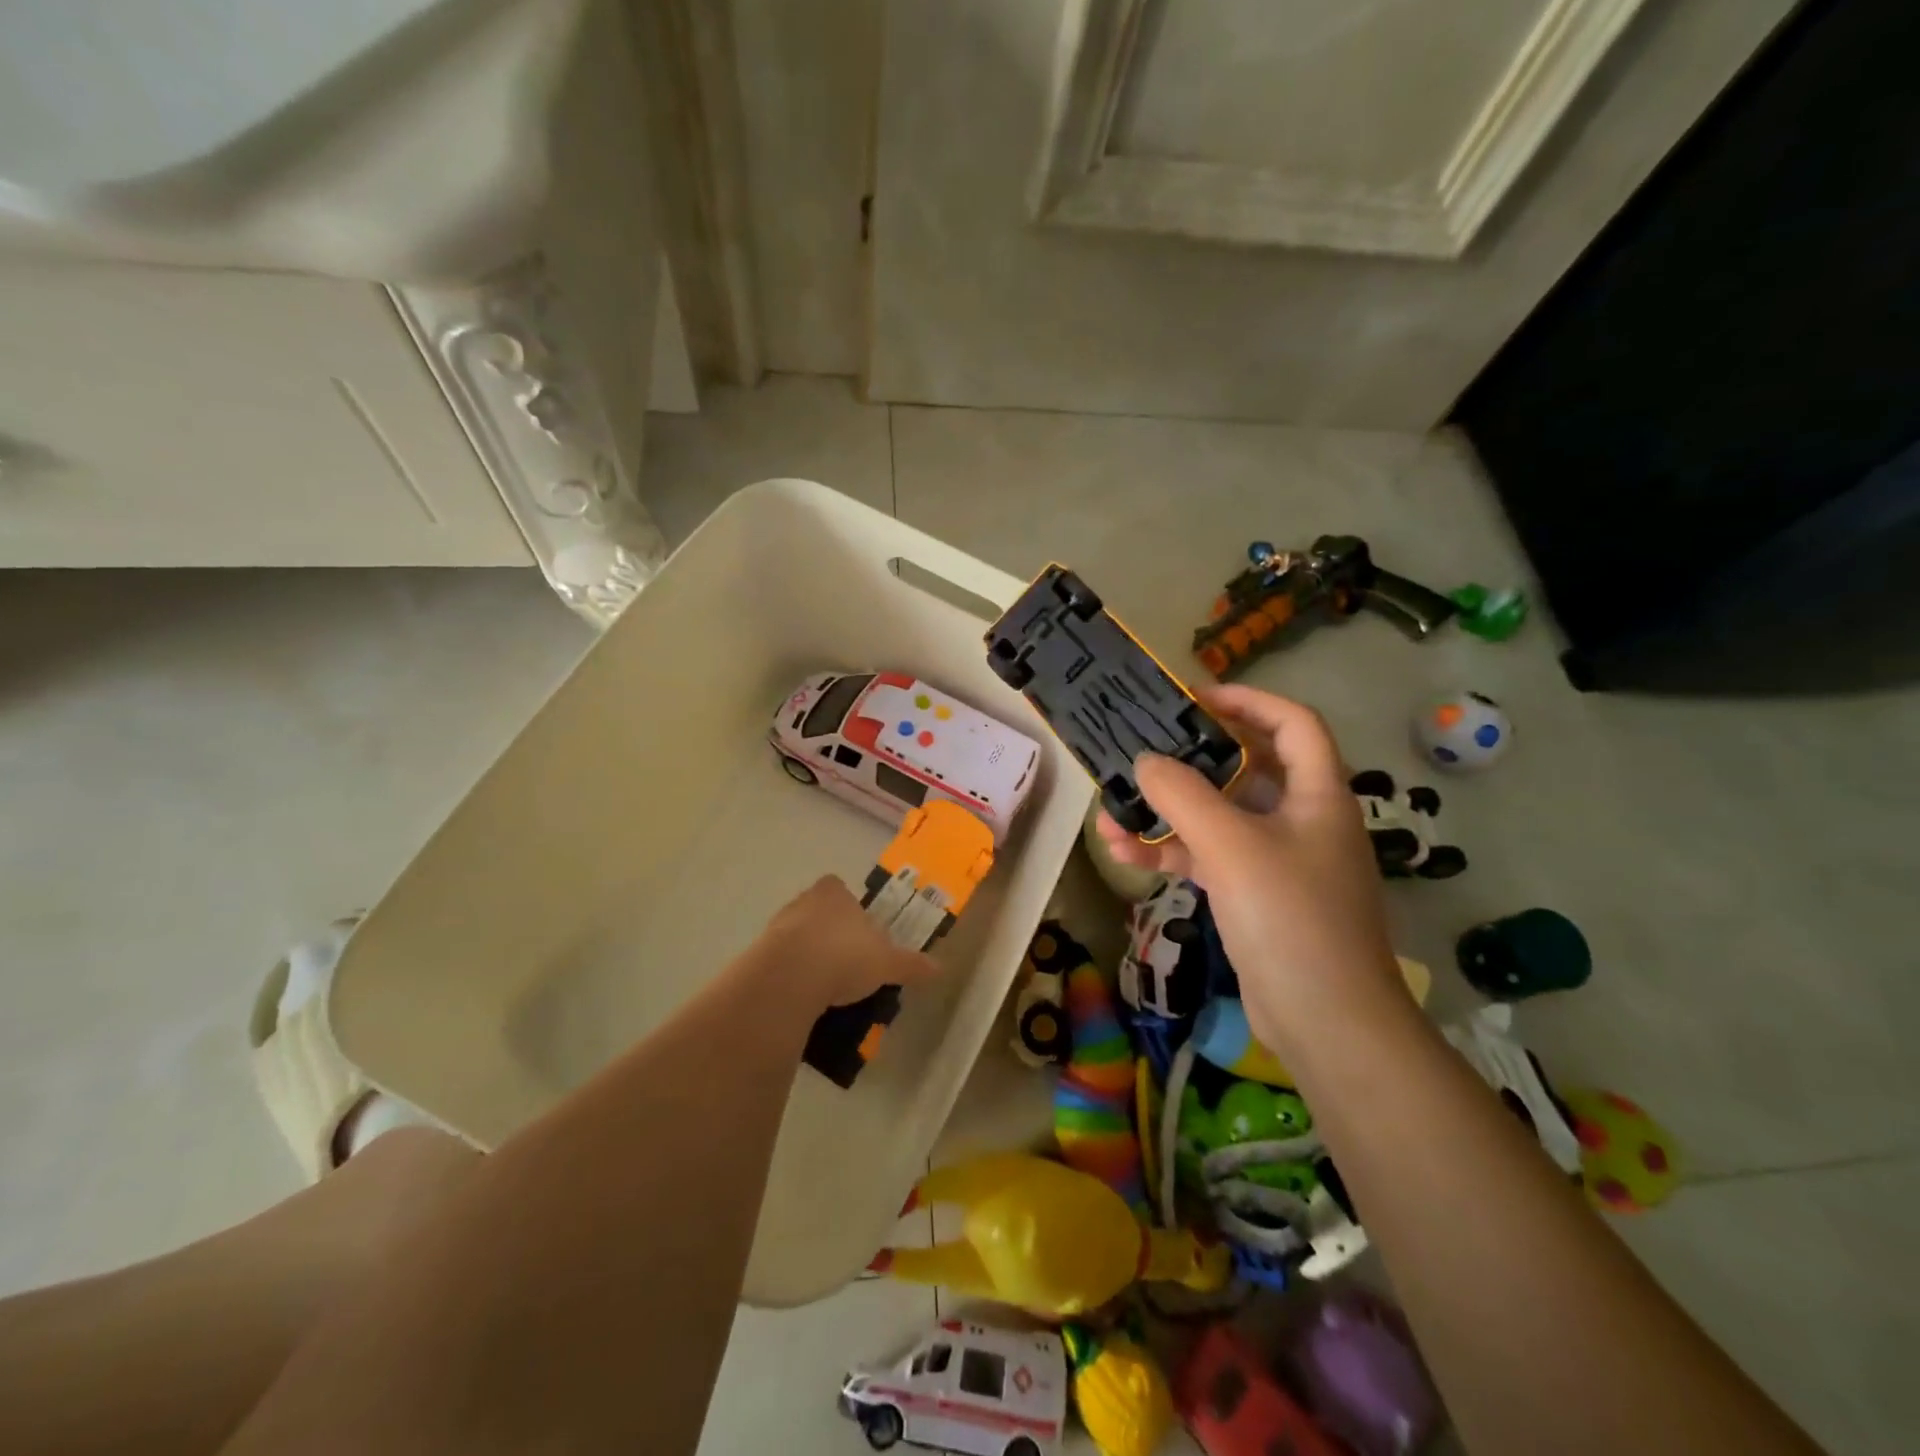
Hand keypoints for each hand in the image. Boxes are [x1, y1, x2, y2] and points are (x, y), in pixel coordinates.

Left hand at [744, 876, 939, 1013]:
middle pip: (820, 913)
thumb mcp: (887, 963)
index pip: (841, 890)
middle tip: (849, 963)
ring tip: (829, 987)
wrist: (789, 978)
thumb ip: (911, 964)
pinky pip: (782, 962)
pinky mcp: (760, 953)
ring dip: (811, 956)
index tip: (862, 935)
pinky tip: (806, 998)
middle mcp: (804, 900)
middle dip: (832, 934)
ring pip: (799, 937)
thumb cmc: (844, 956)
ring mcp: (777, 925)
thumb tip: (939, 968)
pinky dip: (793, 976)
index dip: (852, 910)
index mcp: (834, 892)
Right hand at [1096, 685, 1406, 1063]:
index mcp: (1317, 794)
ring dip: (1166, 814)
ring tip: (1113, 813)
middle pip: (1245, 768)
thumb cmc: (1290, 918)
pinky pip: (1208, 858)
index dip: (1248, 700)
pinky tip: (1124, 856)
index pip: (1292, 723)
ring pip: (1217, 818)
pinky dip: (1170, 853)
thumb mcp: (1232, 846)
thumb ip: (1183, 795)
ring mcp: (1277, 860)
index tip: (1194, 700)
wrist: (1326, 1022)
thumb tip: (1144, 760)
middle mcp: (1301, 819)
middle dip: (1189, 760)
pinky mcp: (1254, 895)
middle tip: (1142, 751)